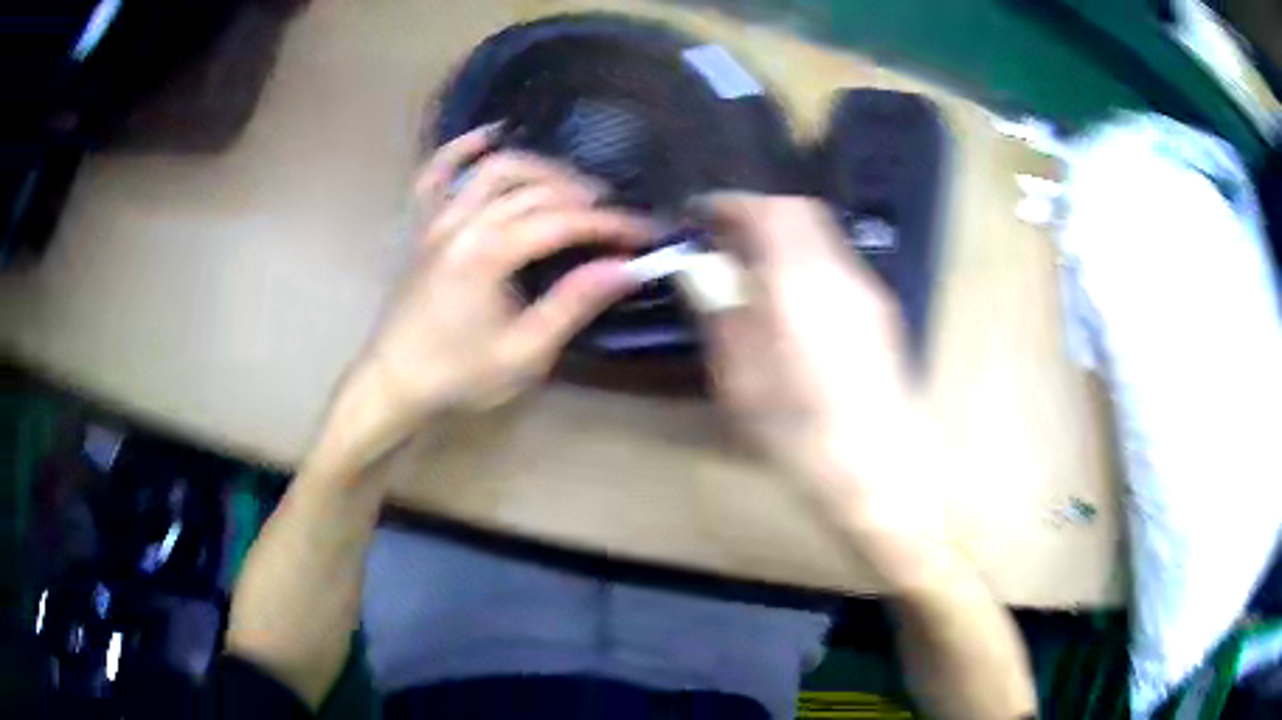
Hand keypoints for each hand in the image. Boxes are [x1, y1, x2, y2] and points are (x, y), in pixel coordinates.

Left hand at [356, 126, 654, 424]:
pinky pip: (437, 172)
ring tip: (572, 186)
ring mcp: (438, 218)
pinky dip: (463, 148)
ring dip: (540, 168)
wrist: (395, 381)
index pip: (562, 222)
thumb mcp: (523, 352)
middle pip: (534, 190)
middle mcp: (463, 223)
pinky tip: (491, 134)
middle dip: (584, 197)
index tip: (646, 232)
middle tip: (616, 217)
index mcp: (488, 255)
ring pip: (495, 169)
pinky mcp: (423, 224)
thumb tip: (625, 268)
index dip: (609, 224)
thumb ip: (573, 304)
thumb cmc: (458, 373)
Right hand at [691, 194, 947, 584]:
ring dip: (784, 240)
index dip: (733, 204)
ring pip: (822, 239)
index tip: (703, 214)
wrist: (882, 472)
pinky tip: (789, 304)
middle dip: (759, 216)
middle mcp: (842, 273)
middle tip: (724, 240)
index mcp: (803, 282)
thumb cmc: (803, 433)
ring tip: (751, 272)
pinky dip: (805, 264)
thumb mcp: (742, 379)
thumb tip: (702, 273)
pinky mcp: (881, 315)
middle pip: (802, 213)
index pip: (770, 211)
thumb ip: (721, 313)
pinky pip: (836, 266)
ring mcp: (868, 292)